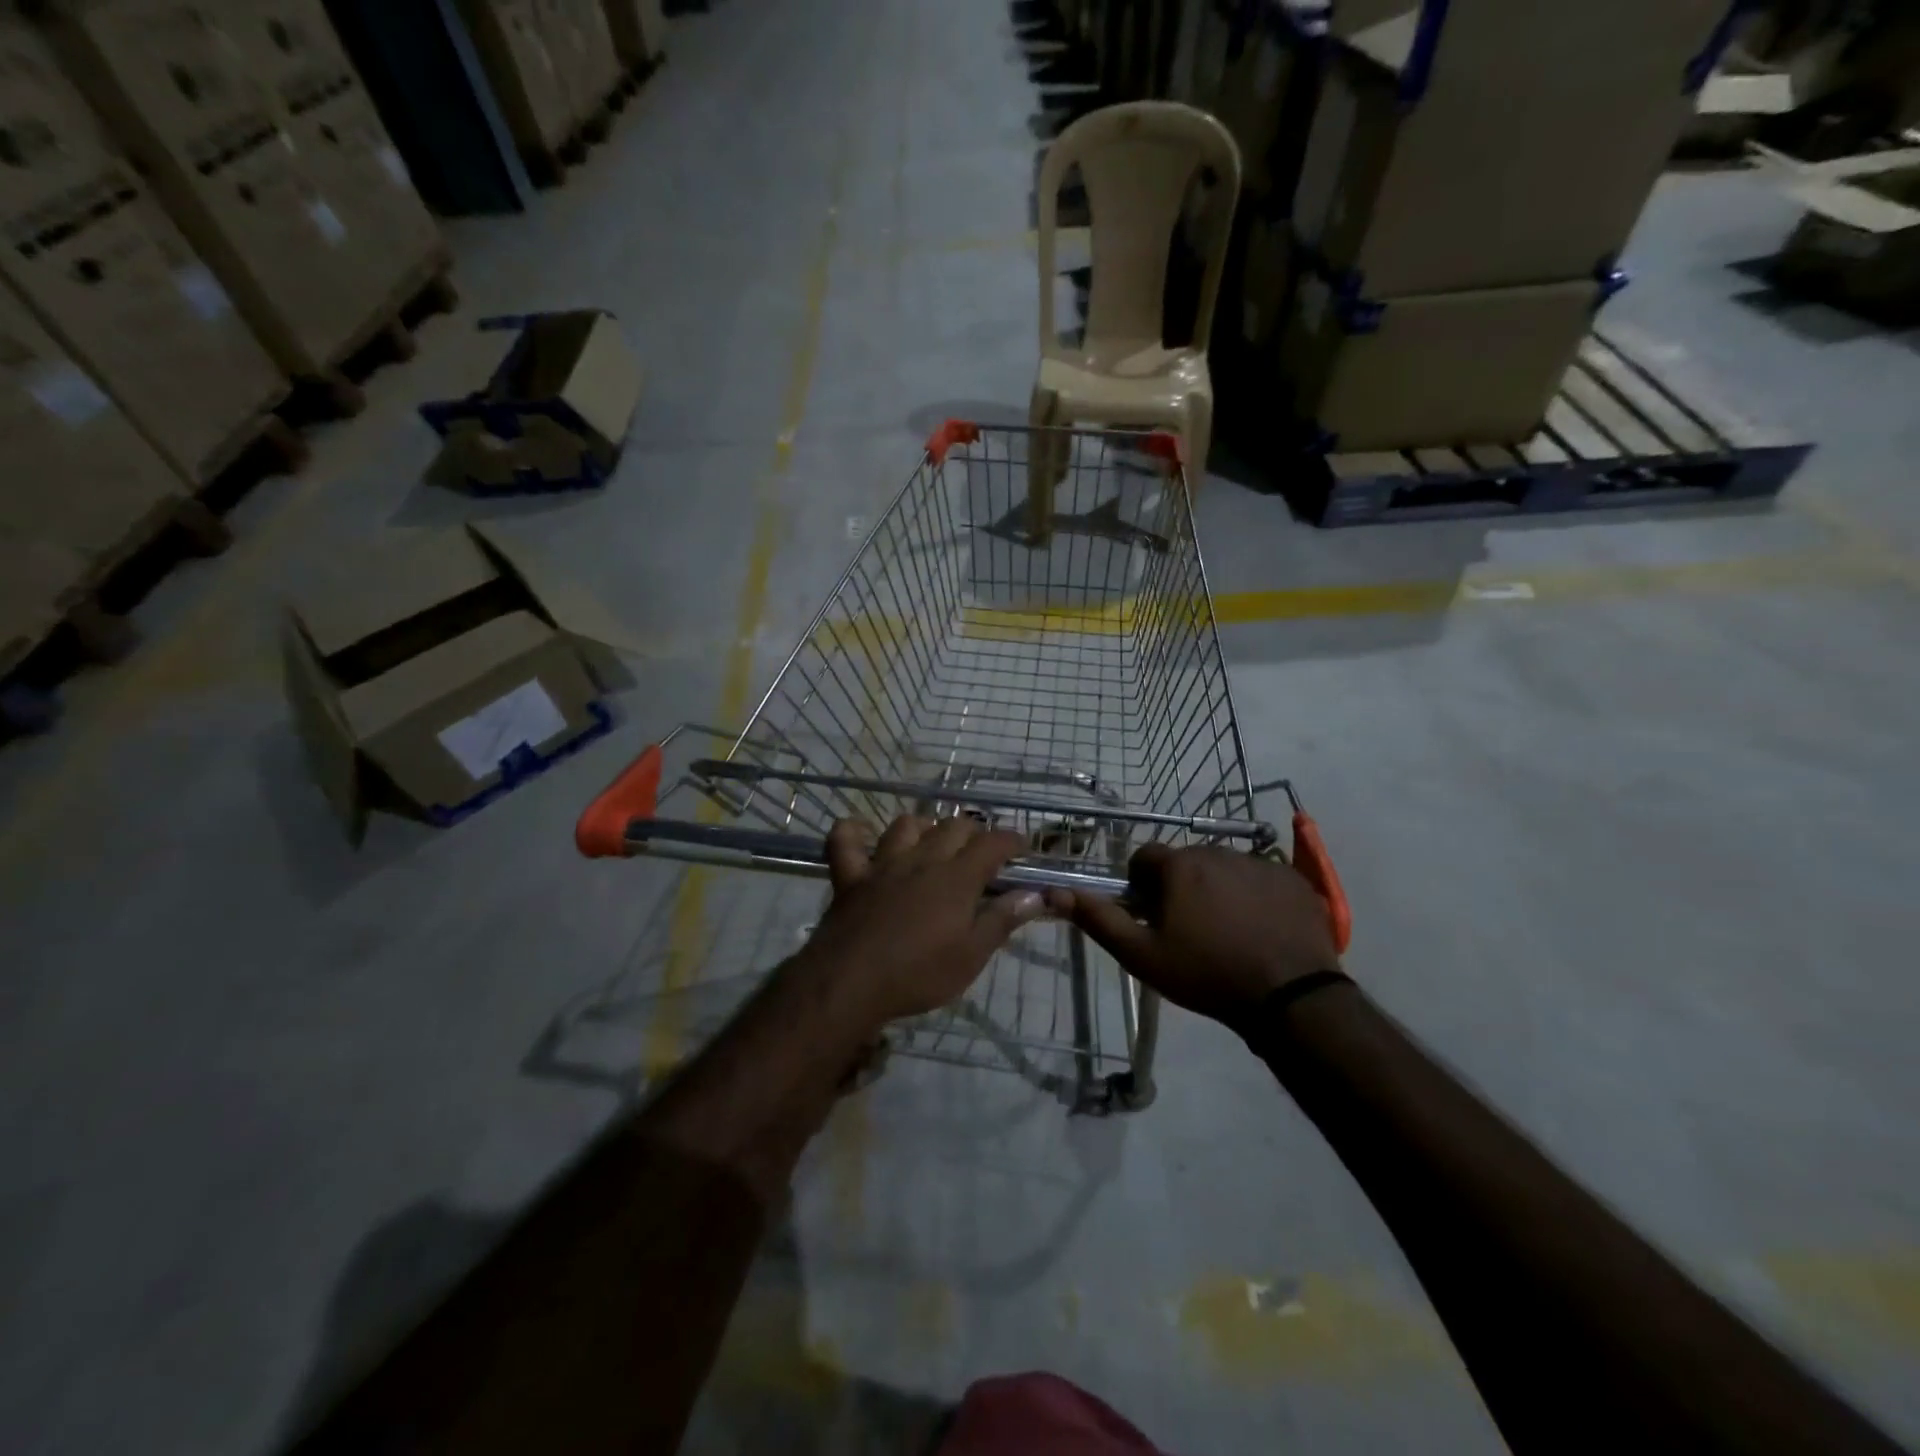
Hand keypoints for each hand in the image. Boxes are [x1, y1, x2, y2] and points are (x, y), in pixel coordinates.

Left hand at [800, 815, 1046, 1028]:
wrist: (851, 982)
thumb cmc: (919, 974)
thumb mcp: (971, 956)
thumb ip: (1002, 920)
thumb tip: (1034, 895)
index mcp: (956, 878)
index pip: (992, 844)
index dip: (1011, 839)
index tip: (1022, 845)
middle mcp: (922, 860)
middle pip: (952, 826)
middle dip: (973, 831)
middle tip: (981, 848)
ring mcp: (883, 864)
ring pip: (905, 825)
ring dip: (924, 826)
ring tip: (932, 839)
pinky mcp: (850, 876)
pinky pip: (844, 840)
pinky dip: (852, 831)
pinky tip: (861, 833)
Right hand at [1050, 844, 1341, 1026]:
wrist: (1289, 997)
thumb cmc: (1206, 974)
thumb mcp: (1142, 955)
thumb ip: (1098, 919)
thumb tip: (1056, 891)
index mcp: (1180, 866)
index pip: (1145, 857)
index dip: (1141, 885)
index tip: (1150, 916)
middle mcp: (1219, 851)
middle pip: (1186, 862)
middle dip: (1180, 886)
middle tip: (1188, 929)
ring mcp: (1261, 863)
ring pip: (1224, 868)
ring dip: (1218, 889)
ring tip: (1228, 931)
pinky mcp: (1294, 879)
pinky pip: (1262, 878)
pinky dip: (1255, 896)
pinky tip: (1261, 929)